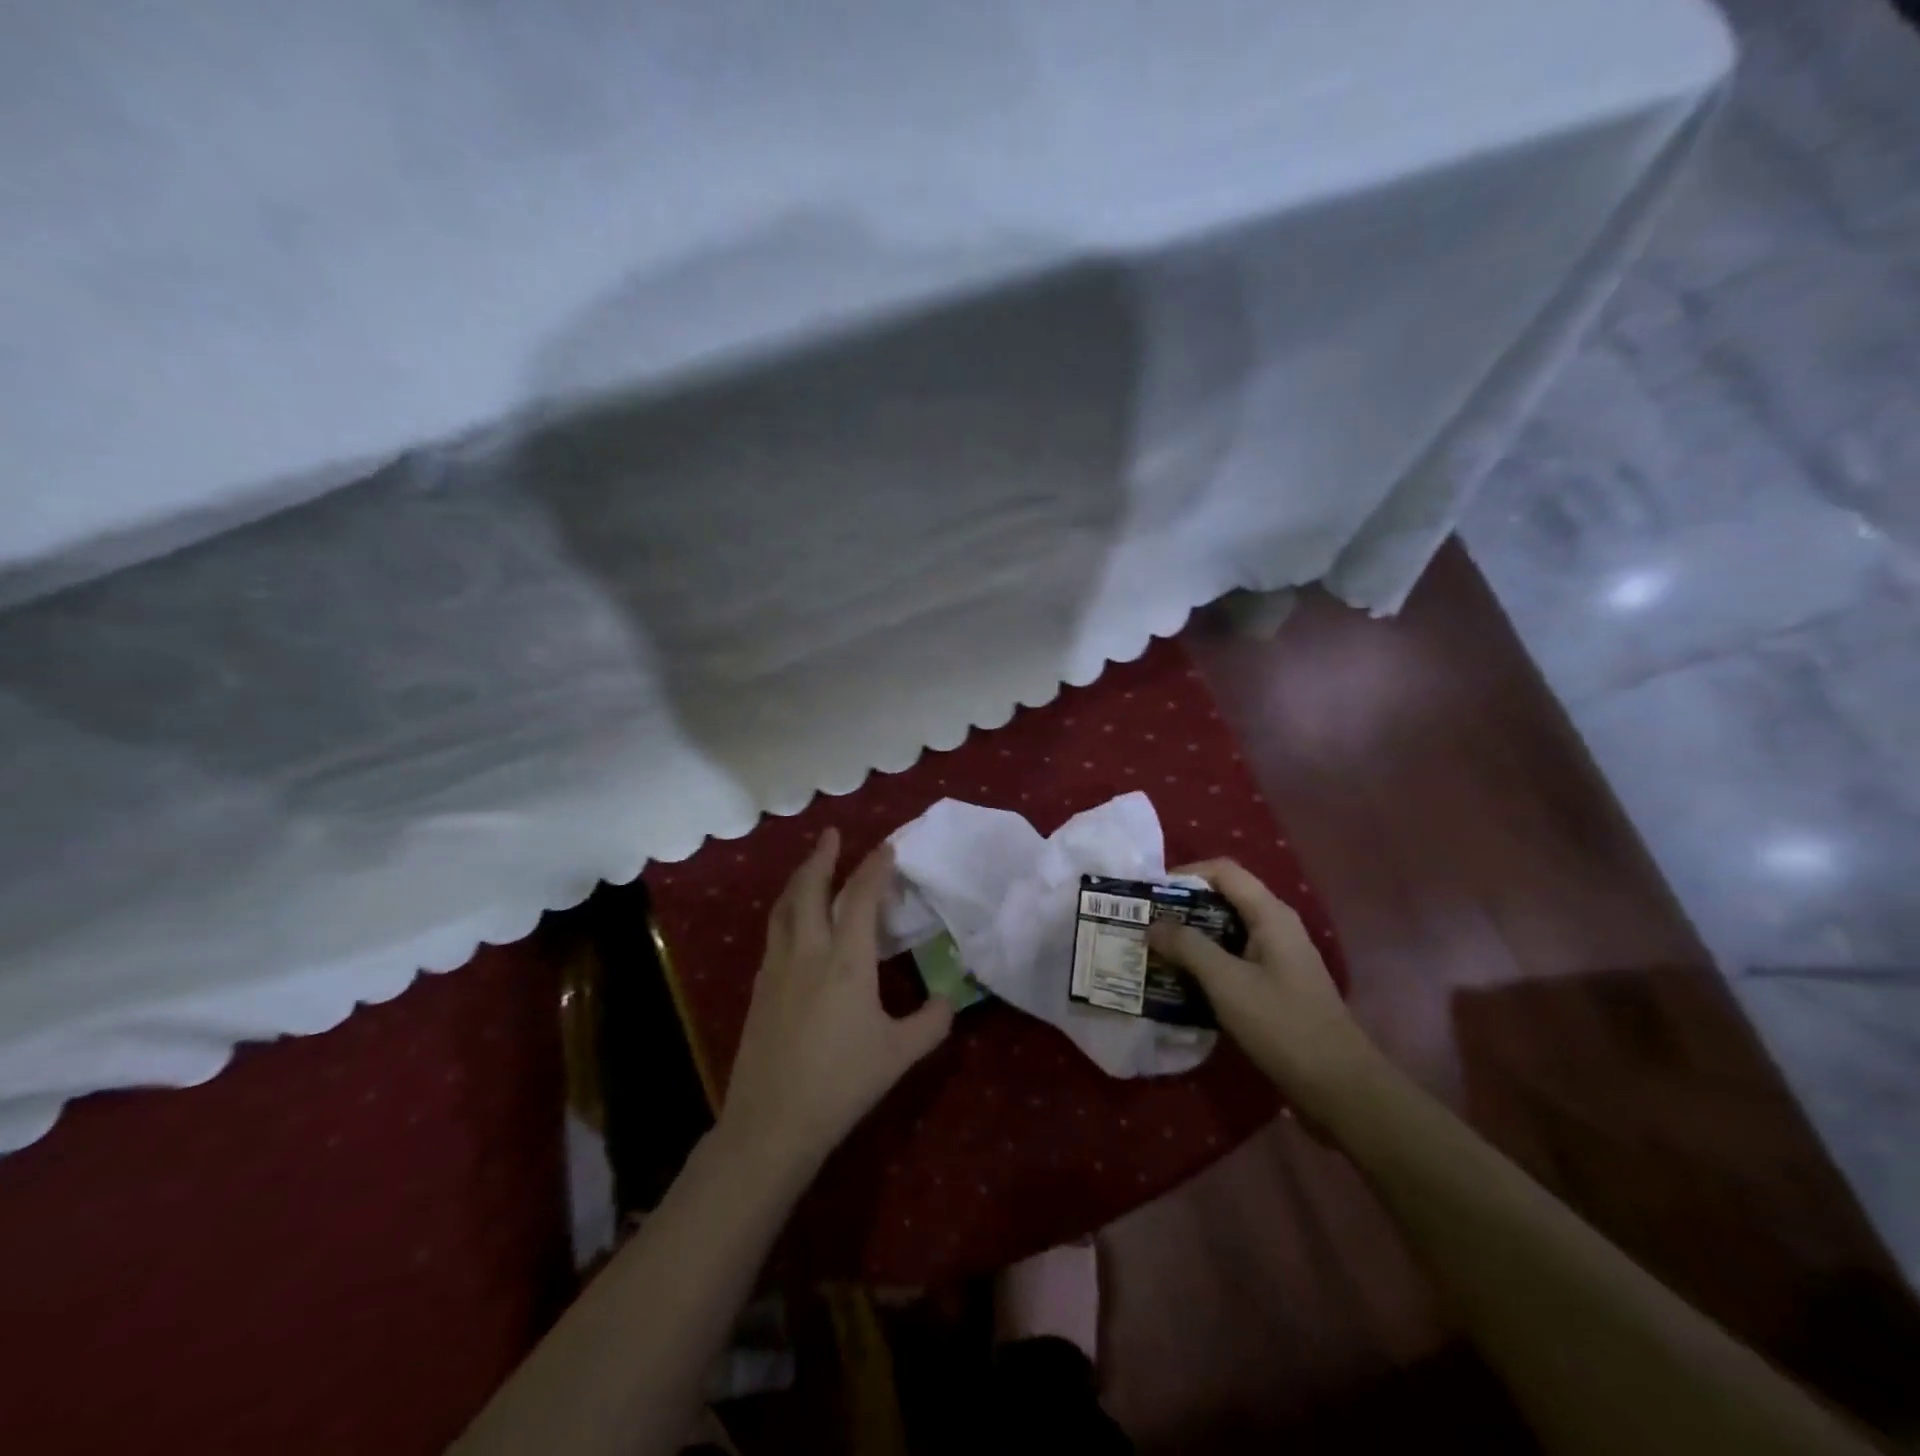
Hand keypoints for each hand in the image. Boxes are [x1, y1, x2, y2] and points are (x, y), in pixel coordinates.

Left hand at [717, 829, 953, 1175]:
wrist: (771, 1122)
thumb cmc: (841, 1083)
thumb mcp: (899, 1053)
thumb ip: (931, 1021)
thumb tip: (950, 998)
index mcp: (846, 959)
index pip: (862, 897)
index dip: (875, 867)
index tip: (887, 847)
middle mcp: (808, 951)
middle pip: (811, 888)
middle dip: (822, 856)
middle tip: (831, 834)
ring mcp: (778, 967)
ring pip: (785, 907)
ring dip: (800, 878)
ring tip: (810, 866)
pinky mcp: (760, 987)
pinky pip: (774, 932)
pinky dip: (787, 910)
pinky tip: (793, 922)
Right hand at [1147, 859, 1379, 1116]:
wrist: (1340, 1087)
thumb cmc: (1283, 1025)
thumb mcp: (1227, 983)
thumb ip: (1188, 947)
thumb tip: (1153, 924)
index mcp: (1270, 915)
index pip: (1223, 872)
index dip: (1185, 874)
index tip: (1150, 893)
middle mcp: (1275, 927)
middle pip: (1223, 899)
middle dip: (1182, 908)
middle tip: (1145, 923)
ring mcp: (1277, 958)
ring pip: (1226, 932)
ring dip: (1191, 938)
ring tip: (1154, 951)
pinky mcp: (1275, 986)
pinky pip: (1233, 959)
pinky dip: (1206, 963)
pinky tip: (1181, 982)